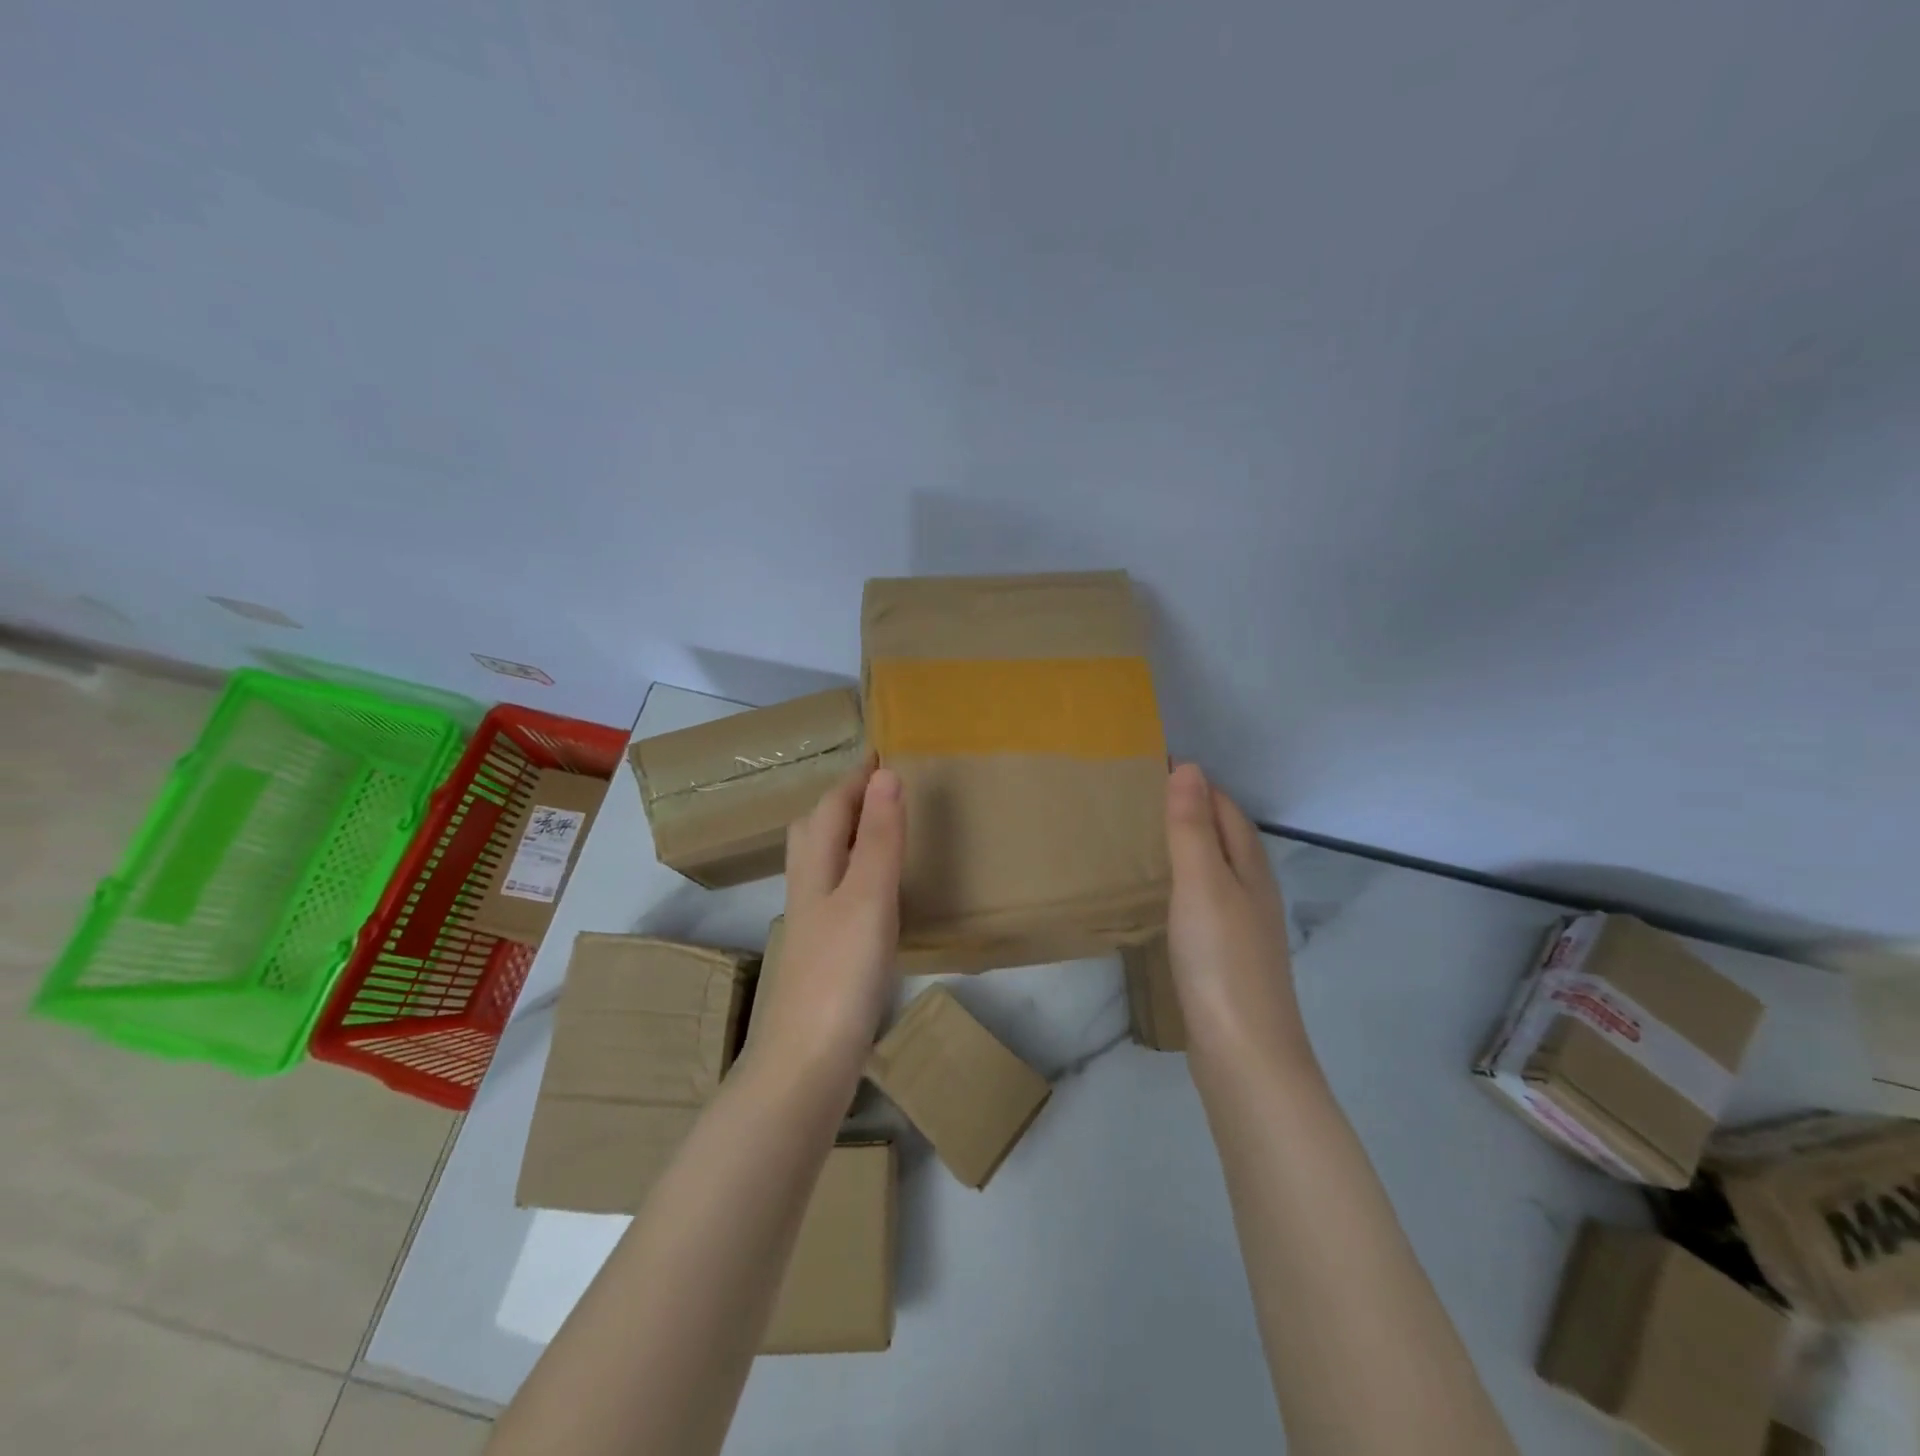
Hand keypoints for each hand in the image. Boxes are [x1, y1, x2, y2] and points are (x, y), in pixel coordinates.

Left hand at [749, 760, 905, 1080]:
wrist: (807, 1063)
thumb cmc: (840, 973)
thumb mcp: (868, 897)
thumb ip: (880, 838)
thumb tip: (885, 774)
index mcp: (817, 870)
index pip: (831, 808)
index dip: (854, 779)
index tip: (880, 753)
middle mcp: (807, 890)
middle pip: (815, 832)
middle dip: (841, 802)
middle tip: (875, 787)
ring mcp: (812, 926)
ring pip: (822, 864)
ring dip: (845, 837)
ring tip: (876, 830)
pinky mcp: (823, 956)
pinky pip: (836, 894)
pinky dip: (853, 874)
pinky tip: (872, 894)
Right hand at [1164, 763, 1312, 1065]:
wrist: (1244, 1054)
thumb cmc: (1221, 960)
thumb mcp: (1202, 884)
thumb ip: (1192, 827)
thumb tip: (1187, 766)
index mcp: (1251, 867)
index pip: (1225, 807)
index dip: (1195, 784)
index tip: (1148, 766)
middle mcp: (1253, 890)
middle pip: (1225, 836)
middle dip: (1191, 810)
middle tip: (1136, 797)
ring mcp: (1242, 926)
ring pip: (1215, 869)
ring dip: (1187, 846)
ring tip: (1141, 837)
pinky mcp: (1226, 956)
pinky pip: (1204, 900)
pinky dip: (1183, 882)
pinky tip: (1161, 896)